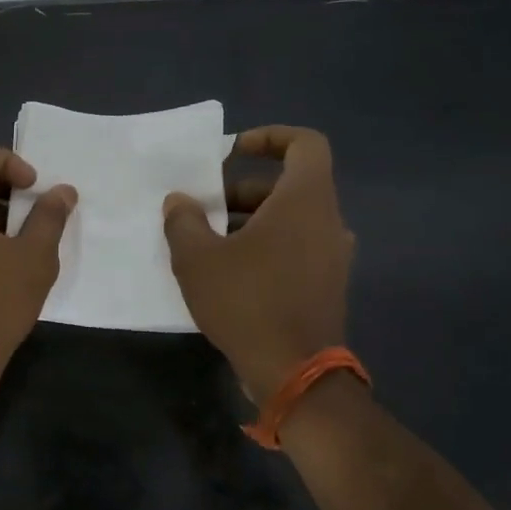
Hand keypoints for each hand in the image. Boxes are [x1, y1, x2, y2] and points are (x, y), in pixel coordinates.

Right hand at [162, 125, 352, 400]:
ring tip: (207, 242)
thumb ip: (183, 220)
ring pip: (290, 219)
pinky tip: (228, 272)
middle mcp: (327, 222)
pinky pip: (295, 247)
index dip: (269, 137)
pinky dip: (264, 246)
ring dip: (249, 220)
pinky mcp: (326, 285)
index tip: (232, 152)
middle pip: (289, 185)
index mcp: (304, 201)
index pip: (305, 143)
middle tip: (203, 208)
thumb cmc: (247, 302)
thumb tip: (179, 201)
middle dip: (242, 189)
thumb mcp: (197, 258)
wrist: (293, 372)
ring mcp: (332, 256)